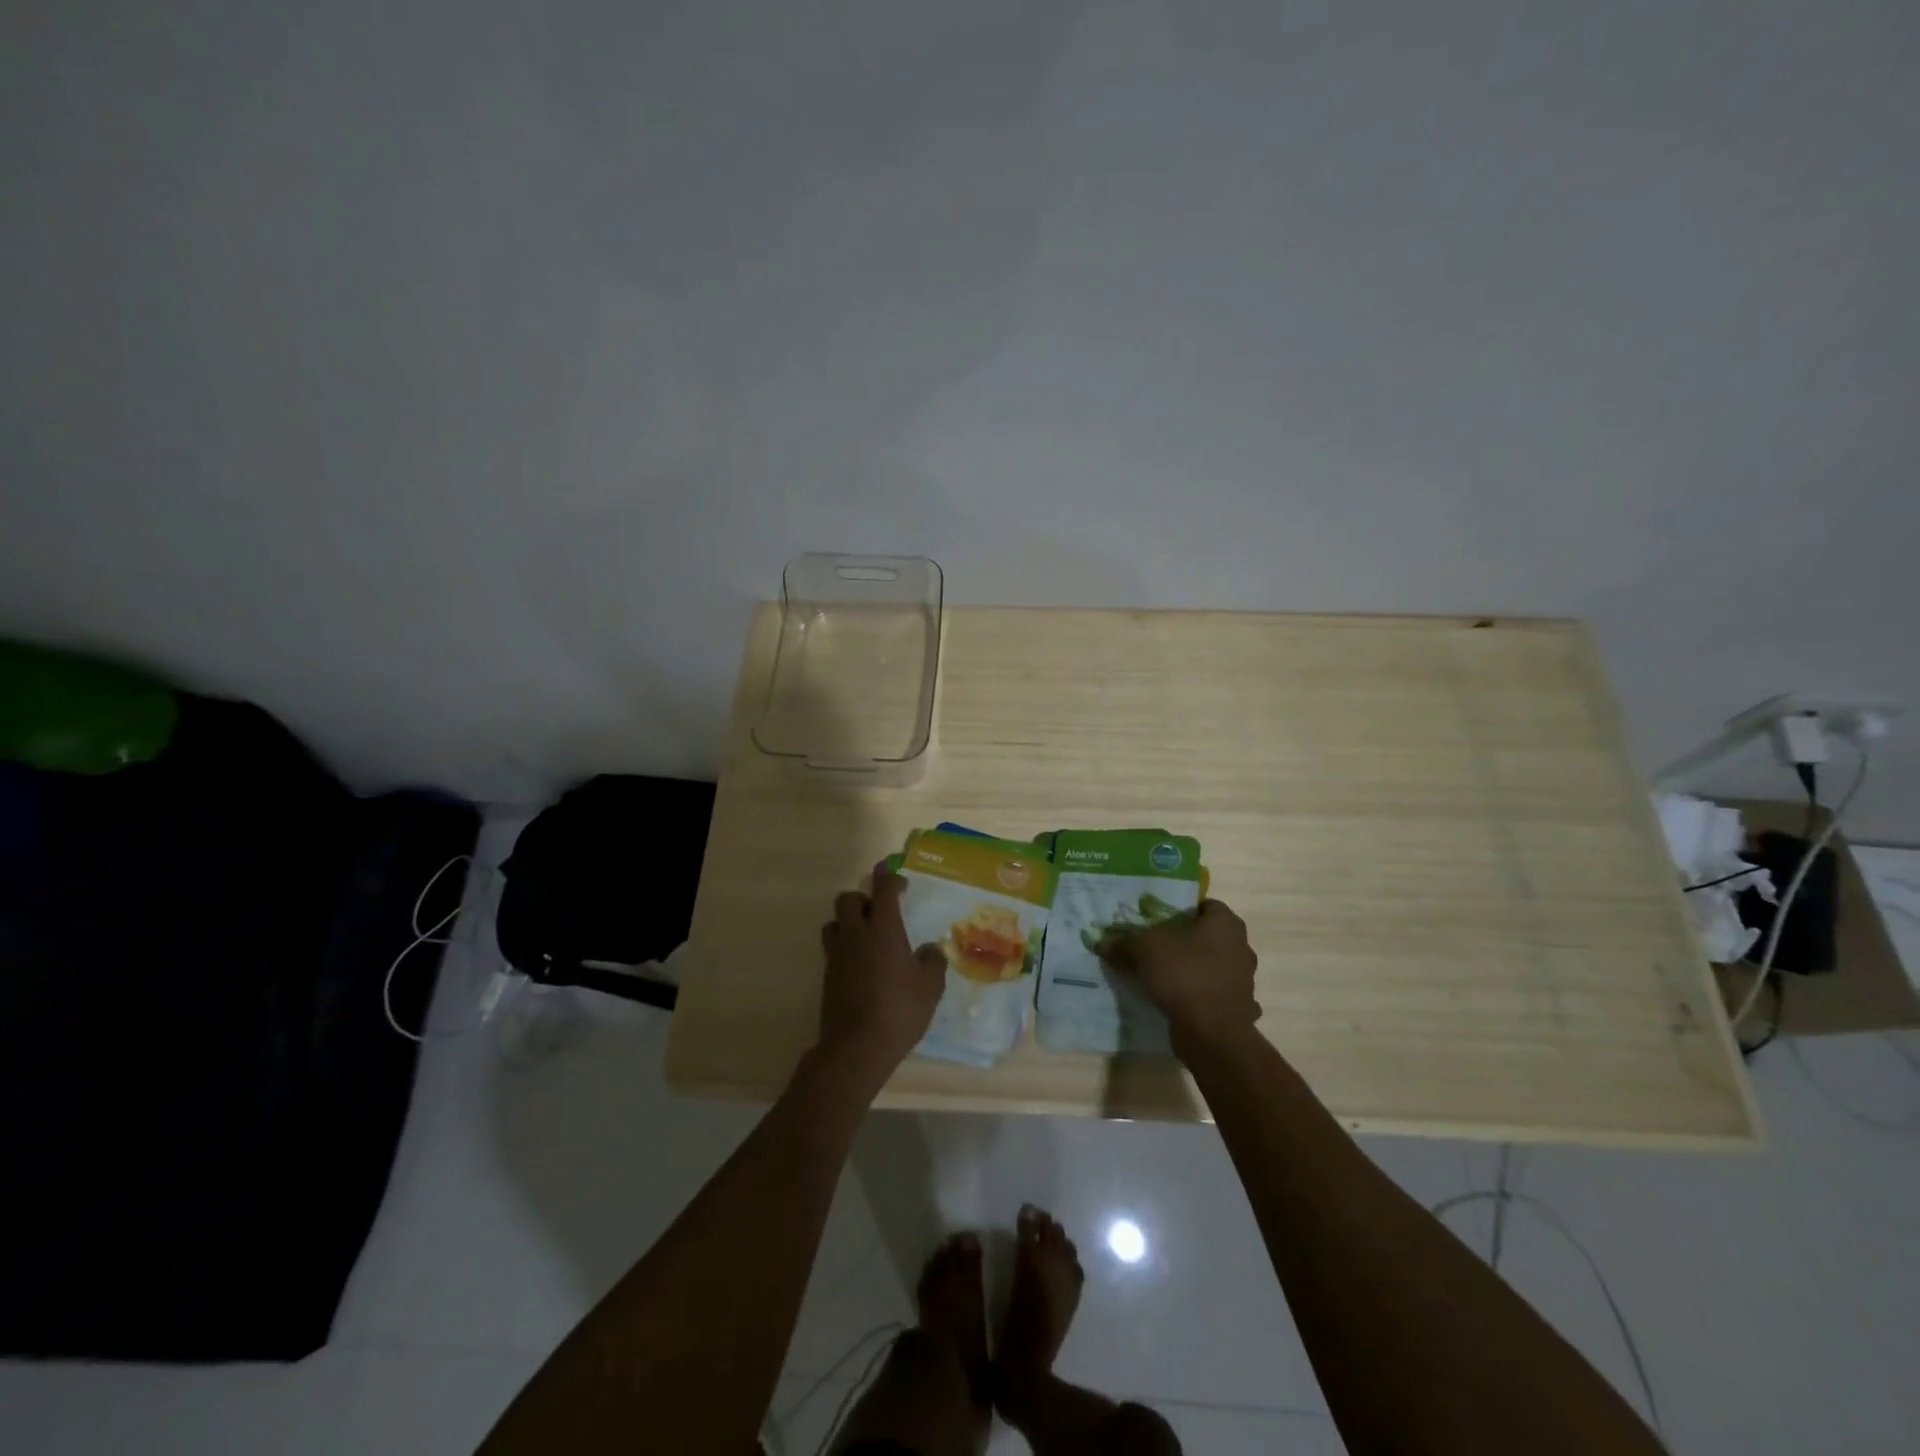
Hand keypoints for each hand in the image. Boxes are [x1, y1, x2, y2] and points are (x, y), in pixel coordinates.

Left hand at [815, 875, 945, 1089]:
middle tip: (880, 912)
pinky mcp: (827, 975)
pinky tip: (861, 965)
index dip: (891, 880)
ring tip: (866, 937)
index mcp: (883, 929)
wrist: (857, 1047)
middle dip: (863, 898)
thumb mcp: (930, 987)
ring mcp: (837, 954)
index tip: (901, 886)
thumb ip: (932, 962)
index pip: (883, 889)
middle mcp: (856, 934)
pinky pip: (832, 948)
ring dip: (847, 922)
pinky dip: (844, 947)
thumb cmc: (899, 1010)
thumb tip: (929, 950)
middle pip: (848, 899)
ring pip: (834, 922)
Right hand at [1101, 899, 1261, 1055]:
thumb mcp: (1144, 949)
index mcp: (1226, 924)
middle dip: (1186, 941)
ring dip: (1195, 970)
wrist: (1212, 1033)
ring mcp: (1244, 981)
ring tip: (1165, 978)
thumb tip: (1104, 942)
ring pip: (1213, 967)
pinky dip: (1201, 998)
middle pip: (1209, 937)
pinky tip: (1179, 1003)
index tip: (1160, 921)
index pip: (1206, 906)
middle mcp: (1241, 948)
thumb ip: (1124, 942)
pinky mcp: (1239, 1009)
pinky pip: (1215, 995)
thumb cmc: (1184, 975)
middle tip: (1158, 948)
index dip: (1183, 910)